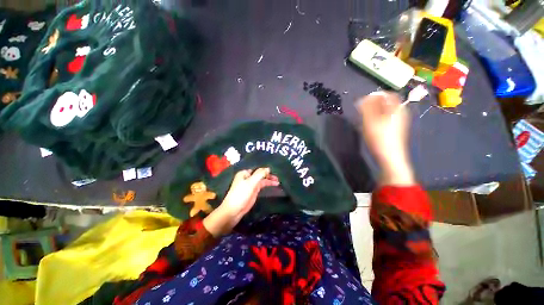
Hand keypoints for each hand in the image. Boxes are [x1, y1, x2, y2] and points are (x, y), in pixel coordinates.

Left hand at [203, 168, 278, 236]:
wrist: (234, 210)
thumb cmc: (241, 194)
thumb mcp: (250, 183)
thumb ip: (260, 174)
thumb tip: (268, 168)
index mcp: (245, 173)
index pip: (257, 169)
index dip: (265, 169)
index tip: (275, 170)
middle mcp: (248, 177)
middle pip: (260, 174)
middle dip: (269, 175)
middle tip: (278, 177)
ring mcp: (251, 184)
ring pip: (262, 179)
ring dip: (269, 180)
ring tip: (278, 181)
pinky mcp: (254, 191)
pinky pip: (262, 185)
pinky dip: (268, 184)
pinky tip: (274, 184)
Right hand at [356, 92, 414, 185]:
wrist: (390, 157)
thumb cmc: (379, 137)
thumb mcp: (370, 121)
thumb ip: (366, 107)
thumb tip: (364, 98)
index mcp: (396, 108)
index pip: (388, 94)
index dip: (375, 96)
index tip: (363, 101)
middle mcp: (400, 113)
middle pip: (386, 103)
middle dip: (373, 105)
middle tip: (362, 111)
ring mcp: (399, 123)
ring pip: (385, 112)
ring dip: (373, 113)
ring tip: (364, 120)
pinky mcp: (395, 130)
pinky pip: (385, 119)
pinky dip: (376, 120)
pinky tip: (370, 127)